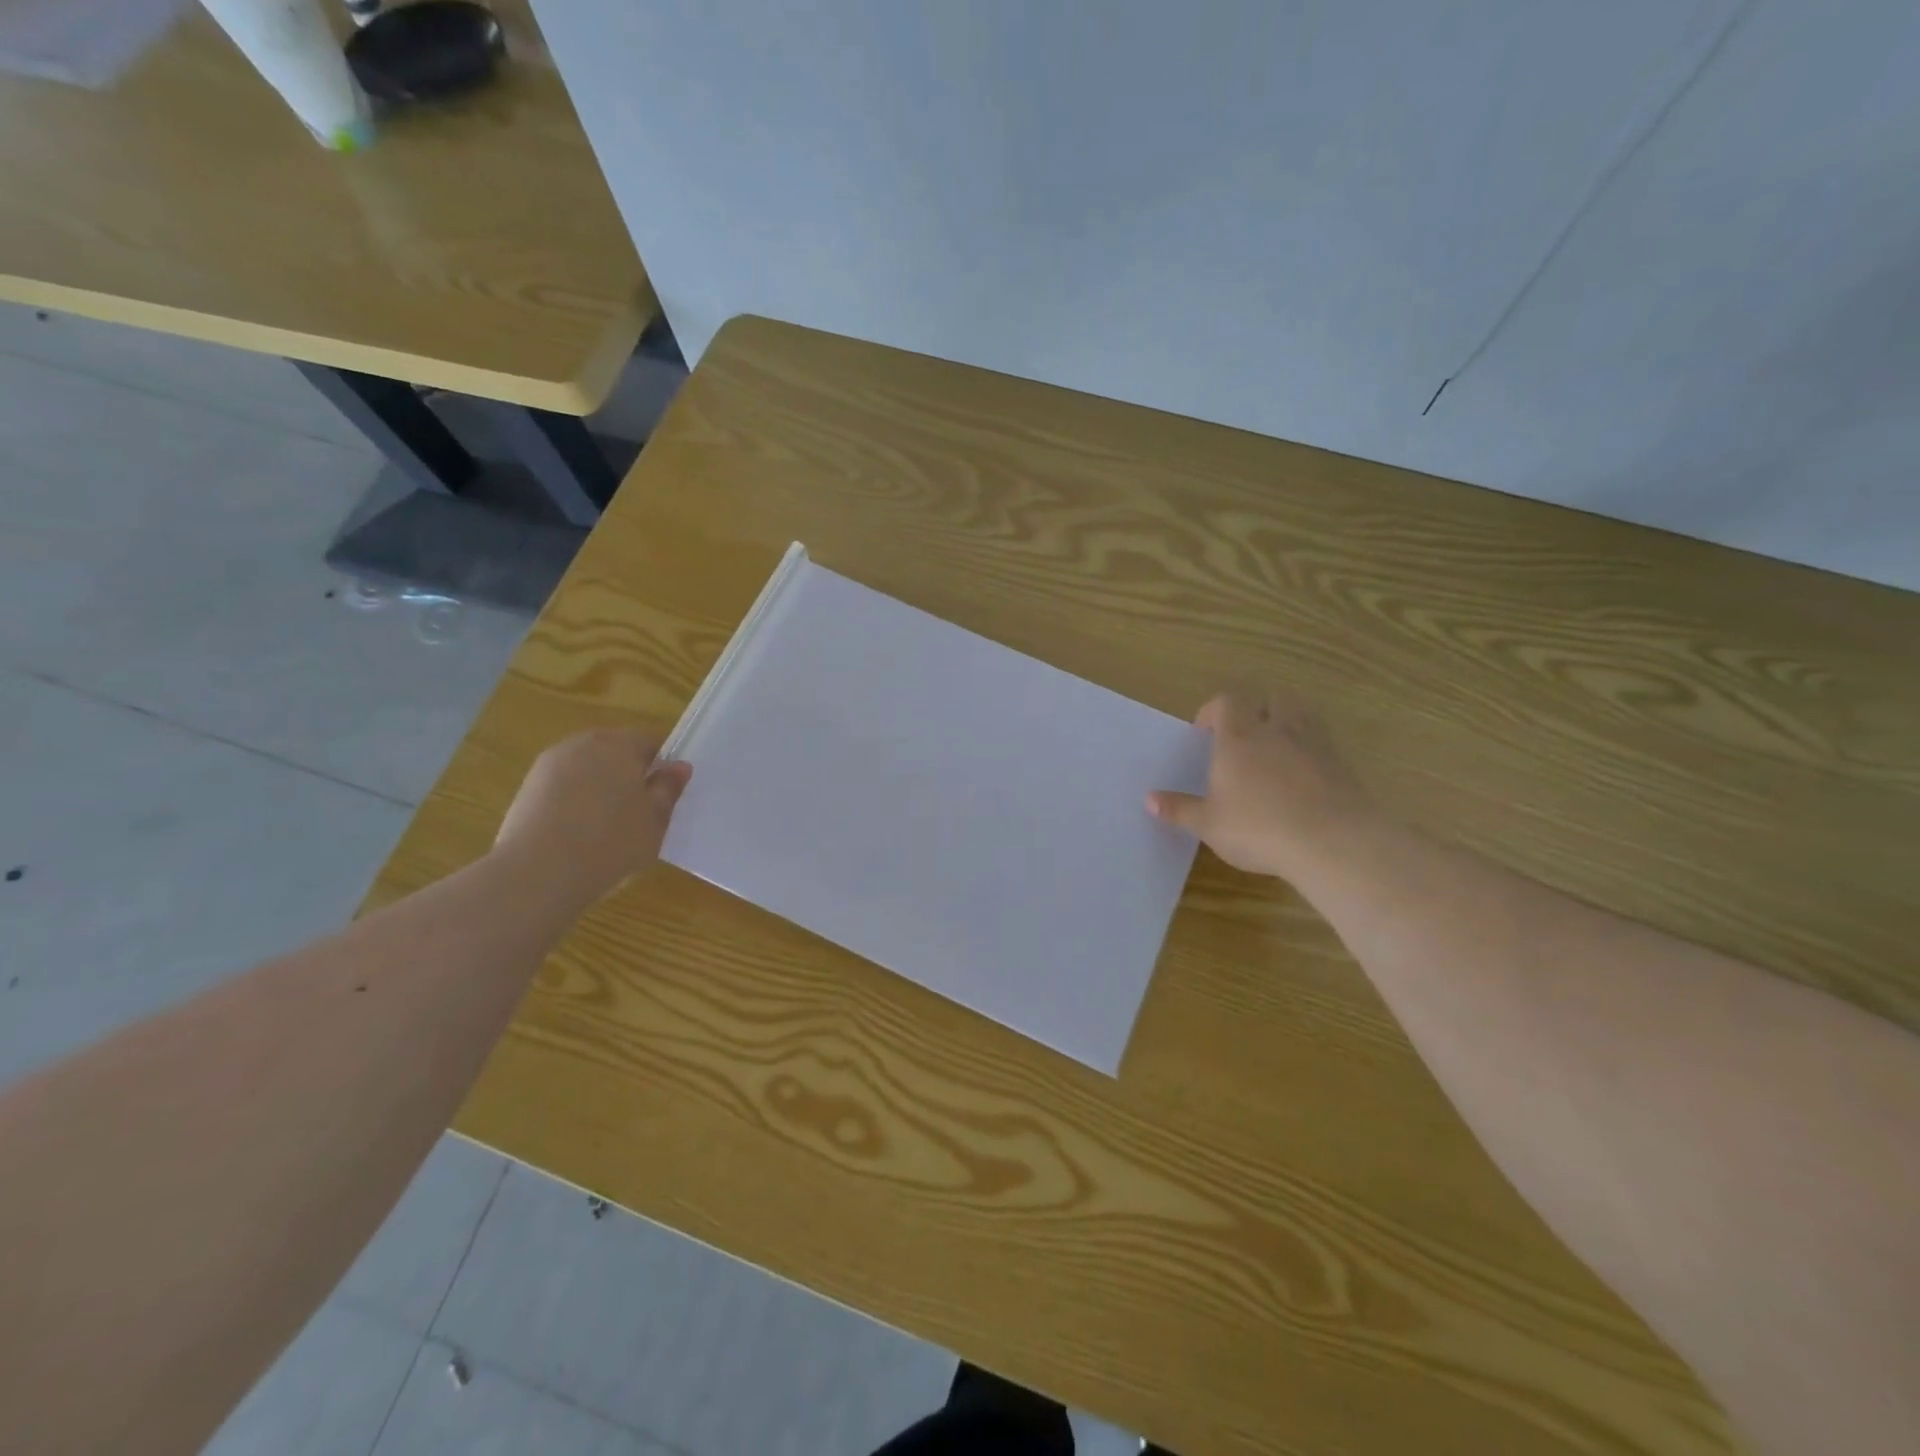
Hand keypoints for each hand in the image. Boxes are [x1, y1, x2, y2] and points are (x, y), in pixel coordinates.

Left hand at [494, 729, 690, 904]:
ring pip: (587, 770)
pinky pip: (563, 788)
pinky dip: (575, 803)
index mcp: (618, 744)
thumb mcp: (655, 820)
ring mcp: (549, 765)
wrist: (539, 872)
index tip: (665, 794)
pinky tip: (579, 834)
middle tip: (640, 812)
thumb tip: (679, 766)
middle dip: (629, 775)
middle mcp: (581, 744)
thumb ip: (668, 789)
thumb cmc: (611, 841)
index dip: (662, 766)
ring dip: (600, 789)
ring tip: (608, 827)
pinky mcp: (527, 790)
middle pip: (615, 752)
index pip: (650, 741)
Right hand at [1147, 689, 1378, 879]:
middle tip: (1244, 735)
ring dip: (1287, 722)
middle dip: (1257, 709)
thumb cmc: (1259, 828)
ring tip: (1275, 749)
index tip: (1205, 733)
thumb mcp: (1209, 824)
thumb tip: (1148, 800)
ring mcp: (1315, 744)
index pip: (1228, 700)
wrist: (1334, 842)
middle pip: (1272, 697)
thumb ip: (1180, 809)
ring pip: (1302, 714)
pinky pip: (1323, 743)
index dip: (1214, 710)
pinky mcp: (1343, 764)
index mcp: (1239, 737)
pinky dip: (1310, 751)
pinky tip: (1302, 779)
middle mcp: (1277, 730)